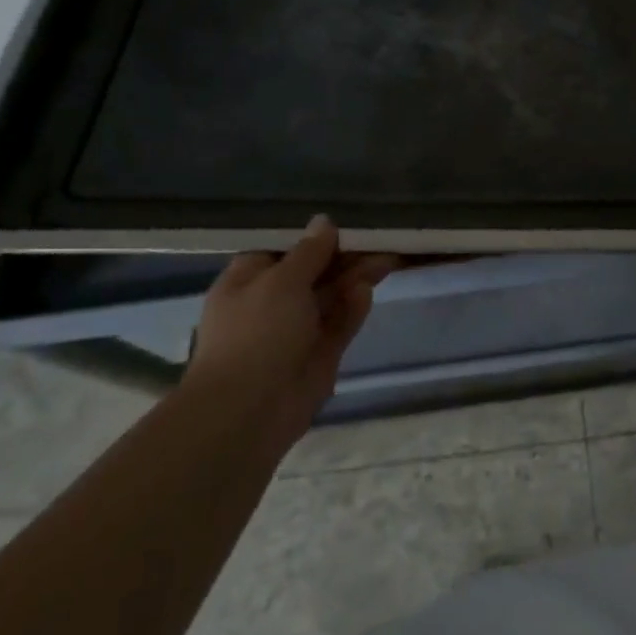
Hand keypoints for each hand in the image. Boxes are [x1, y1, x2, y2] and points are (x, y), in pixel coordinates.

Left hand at [181, 215, 395, 449]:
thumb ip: (310, 251)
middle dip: (345, 256)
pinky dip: (353, 308)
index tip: (345, 223)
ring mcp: (296, 331)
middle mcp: (272, 303)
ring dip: (355, 278)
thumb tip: (324, 222)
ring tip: (387, 258)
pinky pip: (339, 324)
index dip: (314, 236)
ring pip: (331, 296)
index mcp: (249, 280)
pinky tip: (368, 292)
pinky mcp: (319, 355)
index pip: (284, 249)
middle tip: (379, 239)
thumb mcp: (282, 280)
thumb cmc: (256, 332)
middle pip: (314, 271)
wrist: (248, 412)